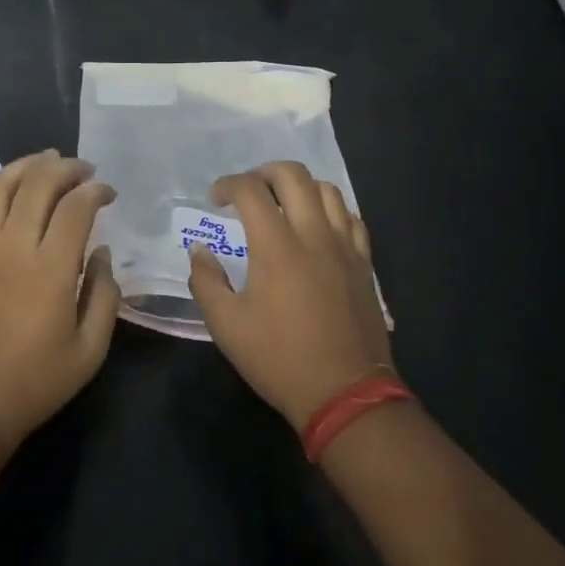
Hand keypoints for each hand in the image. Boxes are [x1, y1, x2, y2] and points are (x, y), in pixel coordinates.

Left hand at [0, 150, 120, 449]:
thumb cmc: (35, 382)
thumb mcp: (90, 350)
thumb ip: (104, 295)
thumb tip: (102, 254)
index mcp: (50, 269)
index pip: (76, 207)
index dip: (95, 190)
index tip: (108, 192)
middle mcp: (13, 246)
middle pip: (38, 183)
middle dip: (66, 168)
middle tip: (84, 170)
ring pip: (2, 185)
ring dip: (29, 165)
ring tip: (48, 160)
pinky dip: (0, 185)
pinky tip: (14, 186)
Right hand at [187, 161, 391, 430]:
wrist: (346, 393)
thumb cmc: (280, 359)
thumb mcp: (227, 326)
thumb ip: (206, 281)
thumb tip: (200, 250)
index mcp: (276, 246)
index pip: (251, 190)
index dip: (228, 185)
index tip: (215, 199)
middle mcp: (313, 234)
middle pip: (293, 175)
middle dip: (264, 172)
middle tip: (248, 192)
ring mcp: (345, 246)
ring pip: (327, 190)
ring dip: (300, 187)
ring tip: (283, 205)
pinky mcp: (364, 263)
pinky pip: (351, 218)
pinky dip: (330, 210)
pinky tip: (318, 228)